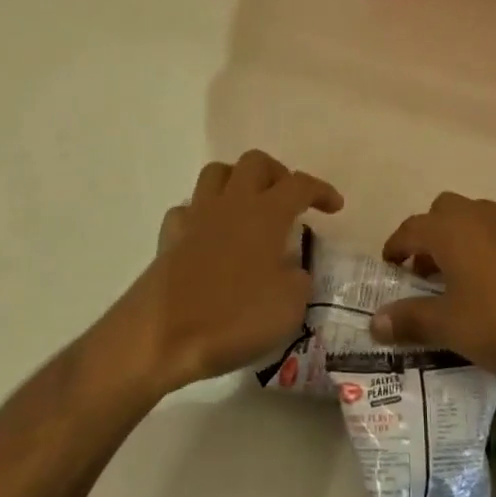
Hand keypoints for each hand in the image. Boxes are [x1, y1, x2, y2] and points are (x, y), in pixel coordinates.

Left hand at [115, 150, 341, 396]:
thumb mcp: (288, 308)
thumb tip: (292, 270)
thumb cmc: (232, 317)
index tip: (334, 206)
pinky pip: (187, 209)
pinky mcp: (170, 237)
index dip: (321, 190)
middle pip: (255, 162)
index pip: (301, 184)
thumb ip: (298, 280)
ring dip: (237, 182)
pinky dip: (201, 215)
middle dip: (276, 173)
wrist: (160, 334)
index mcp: (267, 213)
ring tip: (248, 207)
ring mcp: (198, 216)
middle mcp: (233, 203)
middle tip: (287, 200)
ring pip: (217, 173)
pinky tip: (209, 235)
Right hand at [369, 193, 495, 389]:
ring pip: (474, 219)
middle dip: (429, 238)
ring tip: (461, 283)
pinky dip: (489, 248)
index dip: (395, 247)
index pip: (411, 228)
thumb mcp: (451, 328)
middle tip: (425, 274)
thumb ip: (410, 320)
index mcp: (451, 229)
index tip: (389, 267)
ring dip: (460, 242)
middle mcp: (479, 214)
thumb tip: (375, 322)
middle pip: (443, 213)